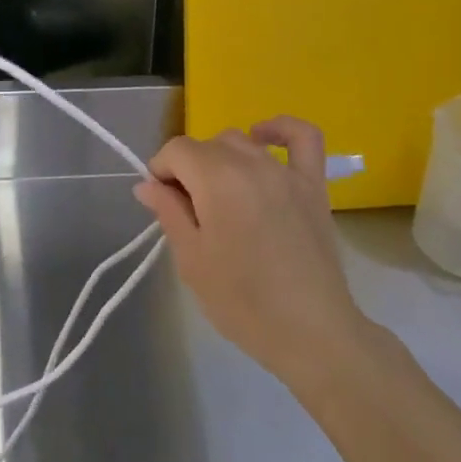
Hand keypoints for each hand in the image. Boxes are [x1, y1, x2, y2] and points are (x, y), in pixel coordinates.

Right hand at [135, 117, 372, 391]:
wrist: (311, 332)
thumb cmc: (243, 302)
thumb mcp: (192, 260)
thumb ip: (169, 212)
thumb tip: (146, 184)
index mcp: (216, 180)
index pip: (176, 150)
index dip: (161, 171)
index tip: (161, 202)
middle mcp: (251, 163)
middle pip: (207, 145)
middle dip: (188, 169)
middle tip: (188, 212)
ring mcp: (286, 171)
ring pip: (242, 142)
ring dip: (222, 158)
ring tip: (220, 196)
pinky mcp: (313, 184)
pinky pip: (302, 137)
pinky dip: (280, 129)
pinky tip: (262, 137)